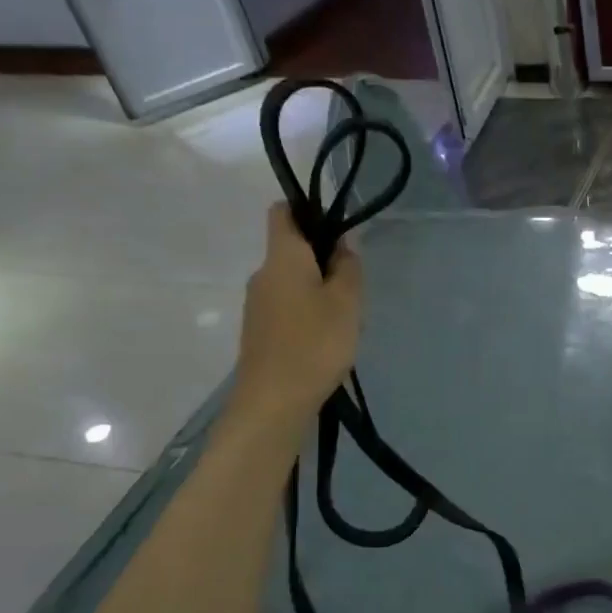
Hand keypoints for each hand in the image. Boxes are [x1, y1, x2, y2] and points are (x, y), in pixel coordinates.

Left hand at [226, 204, 363, 438]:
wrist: (274, 401)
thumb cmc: (315, 344)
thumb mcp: (346, 302)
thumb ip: (348, 267)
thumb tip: (343, 243)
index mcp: (282, 257)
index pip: (283, 212)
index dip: (309, 211)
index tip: (337, 230)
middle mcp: (263, 274)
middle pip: (292, 250)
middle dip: (323, 259)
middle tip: (354, 287)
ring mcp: (257, 304)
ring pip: (292, 282)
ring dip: (318, 290)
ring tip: (346, 320)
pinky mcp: (260, 331)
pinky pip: (287, 307)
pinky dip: (308, 313)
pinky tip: (327, 340)